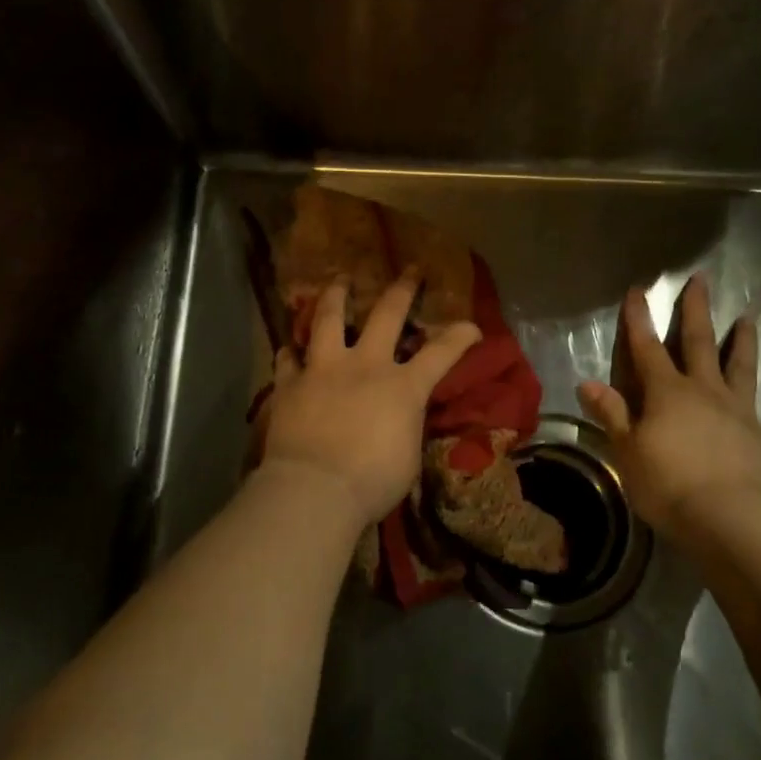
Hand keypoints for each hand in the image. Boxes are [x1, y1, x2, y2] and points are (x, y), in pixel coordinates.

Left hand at [261, 272, 482, 530]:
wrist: (316, 489)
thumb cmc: (372, 482)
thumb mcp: (408, 456)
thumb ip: (406, 425)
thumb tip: (401, 417)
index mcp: (403, 386)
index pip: (441, 353)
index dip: (460, 335)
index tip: (472, 325)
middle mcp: (366, 365)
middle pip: (387, 315)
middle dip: (402, 289)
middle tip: (409, 269)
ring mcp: (324, 369)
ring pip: (328, 319)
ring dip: (335, 296)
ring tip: (339, 281)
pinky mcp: (291, 384)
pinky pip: (288, 360)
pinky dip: (290, 353)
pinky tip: (288, 348)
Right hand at [578, 272, 760, 543]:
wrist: (727, 518)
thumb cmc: (667, 483)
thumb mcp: (626, 449)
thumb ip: (610, 413)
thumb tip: (586, 382)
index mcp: (668, 392)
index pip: (648, 347)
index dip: (640, 319)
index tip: (638, 289)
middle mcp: (705, 391)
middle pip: (700, 343)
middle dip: (697, 311)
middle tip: (702, 279)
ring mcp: (739, 413)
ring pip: (742, 369)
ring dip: (744, 343)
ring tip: (749, 318)